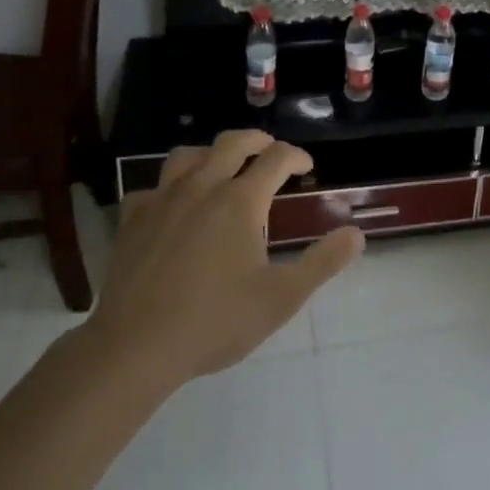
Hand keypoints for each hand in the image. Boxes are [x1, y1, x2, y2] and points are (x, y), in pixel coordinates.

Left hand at [82, 131, 363, 387]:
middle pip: (233, 142)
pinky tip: (171, 207)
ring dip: (210, 154)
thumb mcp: (281, 298)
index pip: (276, 158)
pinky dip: (167, 189)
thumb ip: (322, 263)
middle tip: (270, 152)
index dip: (296, 156)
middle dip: (257, 141)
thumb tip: (356, 234)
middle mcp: (203, 186)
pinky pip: (151, 188)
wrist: (135, 348)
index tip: (306, 167)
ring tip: (220, 168)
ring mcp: (162, 199)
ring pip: (188, 155)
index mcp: (241, 200)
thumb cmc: (215, 322)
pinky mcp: (132, 219)